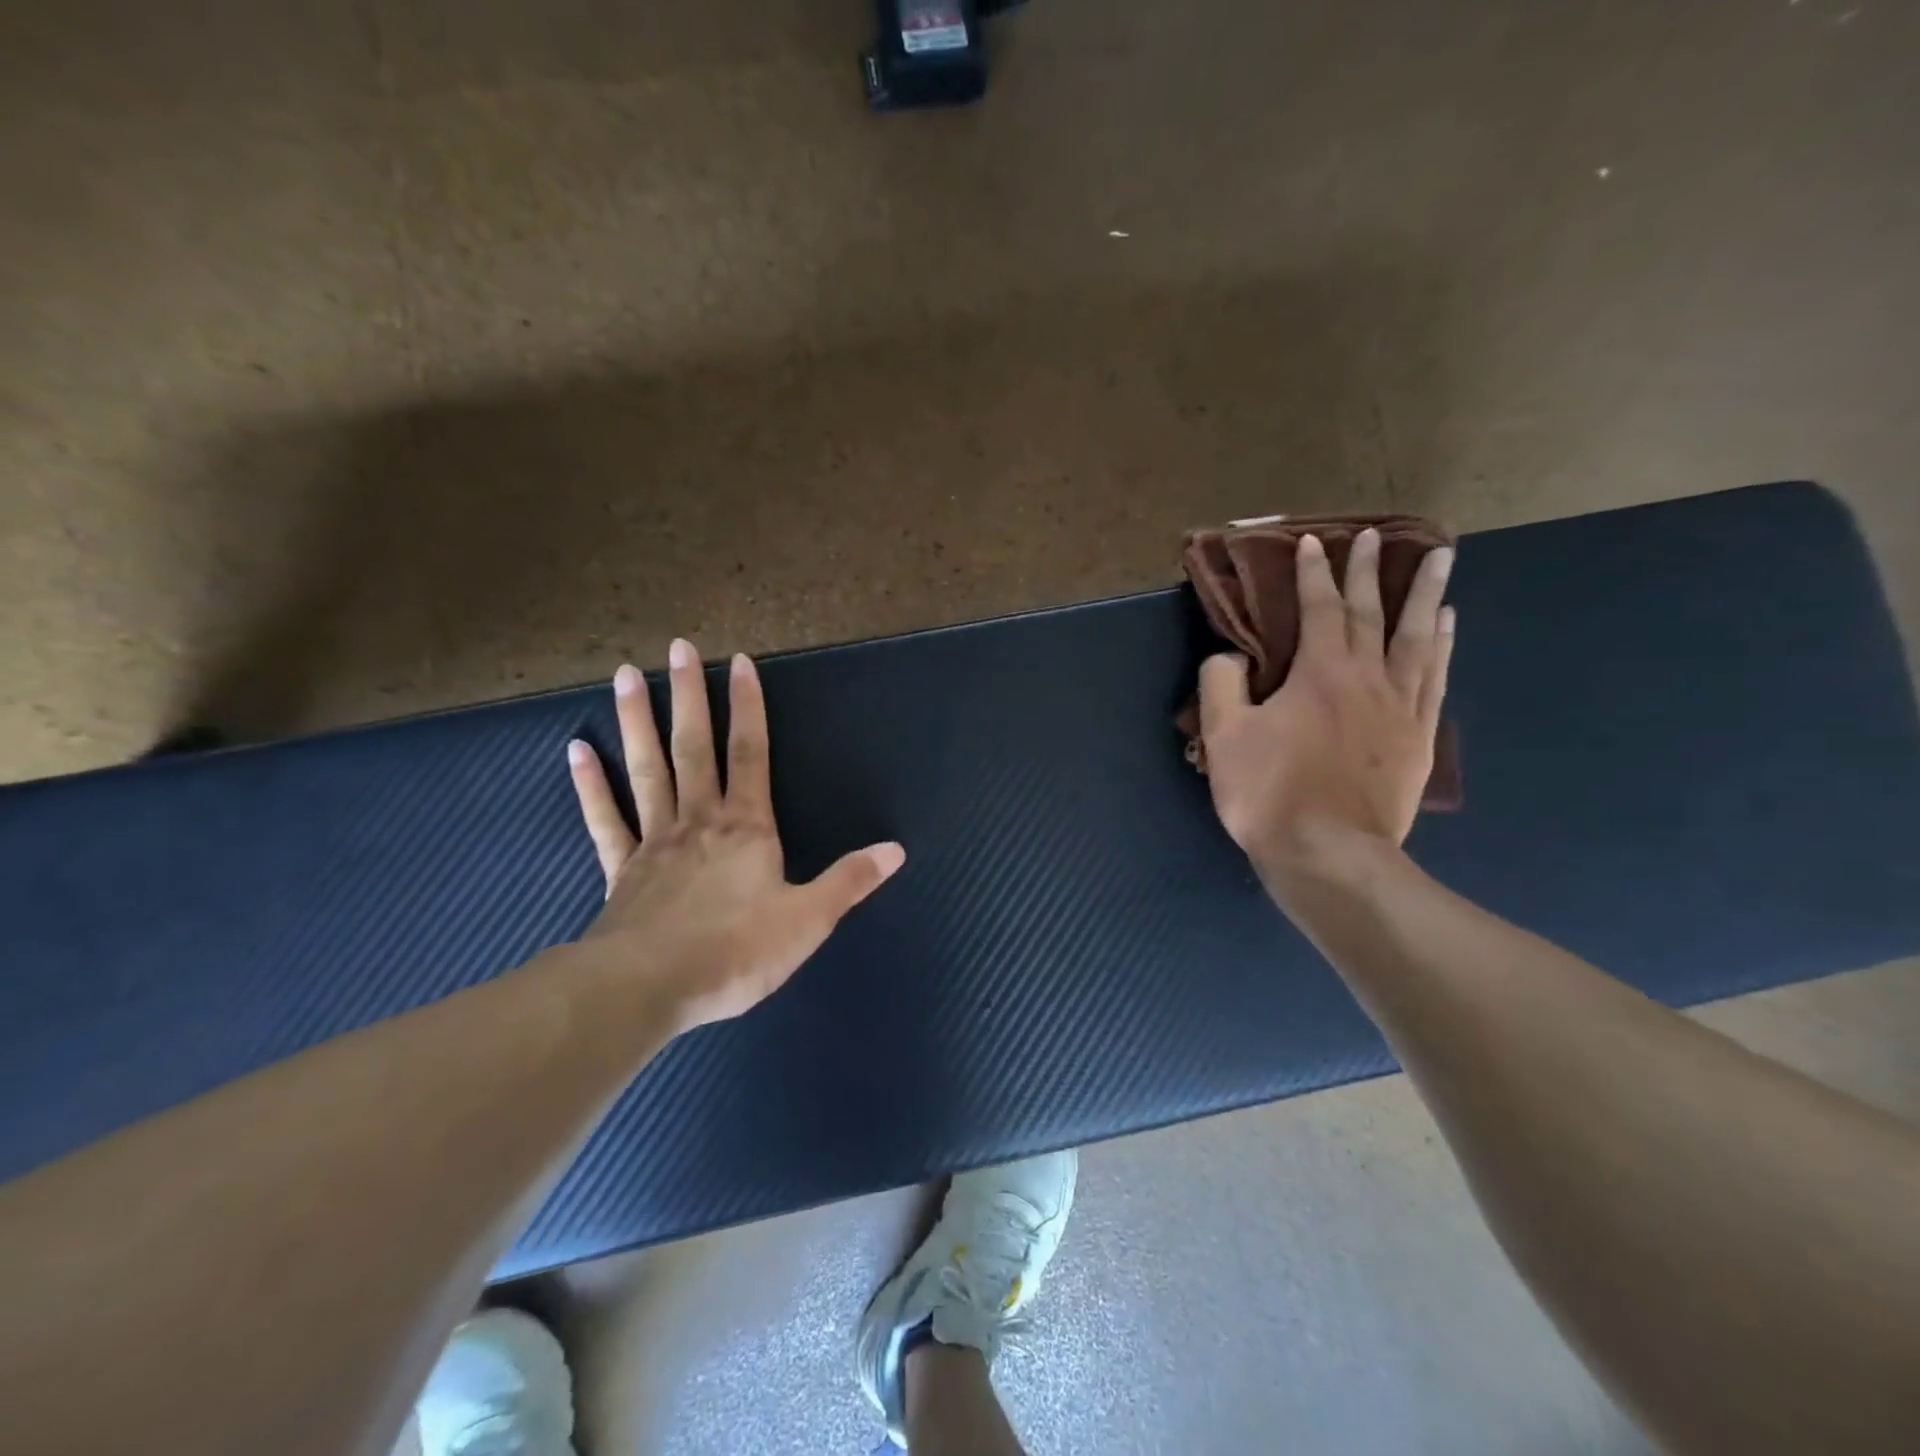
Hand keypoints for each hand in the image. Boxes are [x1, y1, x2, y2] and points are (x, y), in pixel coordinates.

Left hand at [566, 639, 905, 1032]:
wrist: (650, 988)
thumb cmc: (737, 952)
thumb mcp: (809, 920)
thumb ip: (850, 880)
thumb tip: (897, 849)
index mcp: (748, 828)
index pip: (751, 754)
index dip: (749, 707)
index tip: (739, 661)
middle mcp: (700, 821)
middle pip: (695, 747)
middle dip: (690, 696)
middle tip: (677, 647)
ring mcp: (655, 841)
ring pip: (648, 769)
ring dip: (638, 721)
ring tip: (626, 675)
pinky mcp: (620, 870)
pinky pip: (605, 819)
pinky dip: (590, 784)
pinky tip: (576, 750)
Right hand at [1199, 529, 1454, 877]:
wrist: (1329, 854)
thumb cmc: (1270, 793)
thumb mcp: (1224, 737)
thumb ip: (1221, 684)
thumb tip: (1231, 657)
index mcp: (1319, 673)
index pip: (1318, 609)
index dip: (1313, 573)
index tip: (1312, 541)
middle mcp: (1368, 678)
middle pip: (1371, 613)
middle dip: (1370, 571)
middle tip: (1377, 535)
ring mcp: (1401, 707)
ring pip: (1418, 638)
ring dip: (1425, 595)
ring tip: (1440, 561)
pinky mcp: (1419, 737)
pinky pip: (1436, 677)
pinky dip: (1443, 645)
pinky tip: (1446, 627)